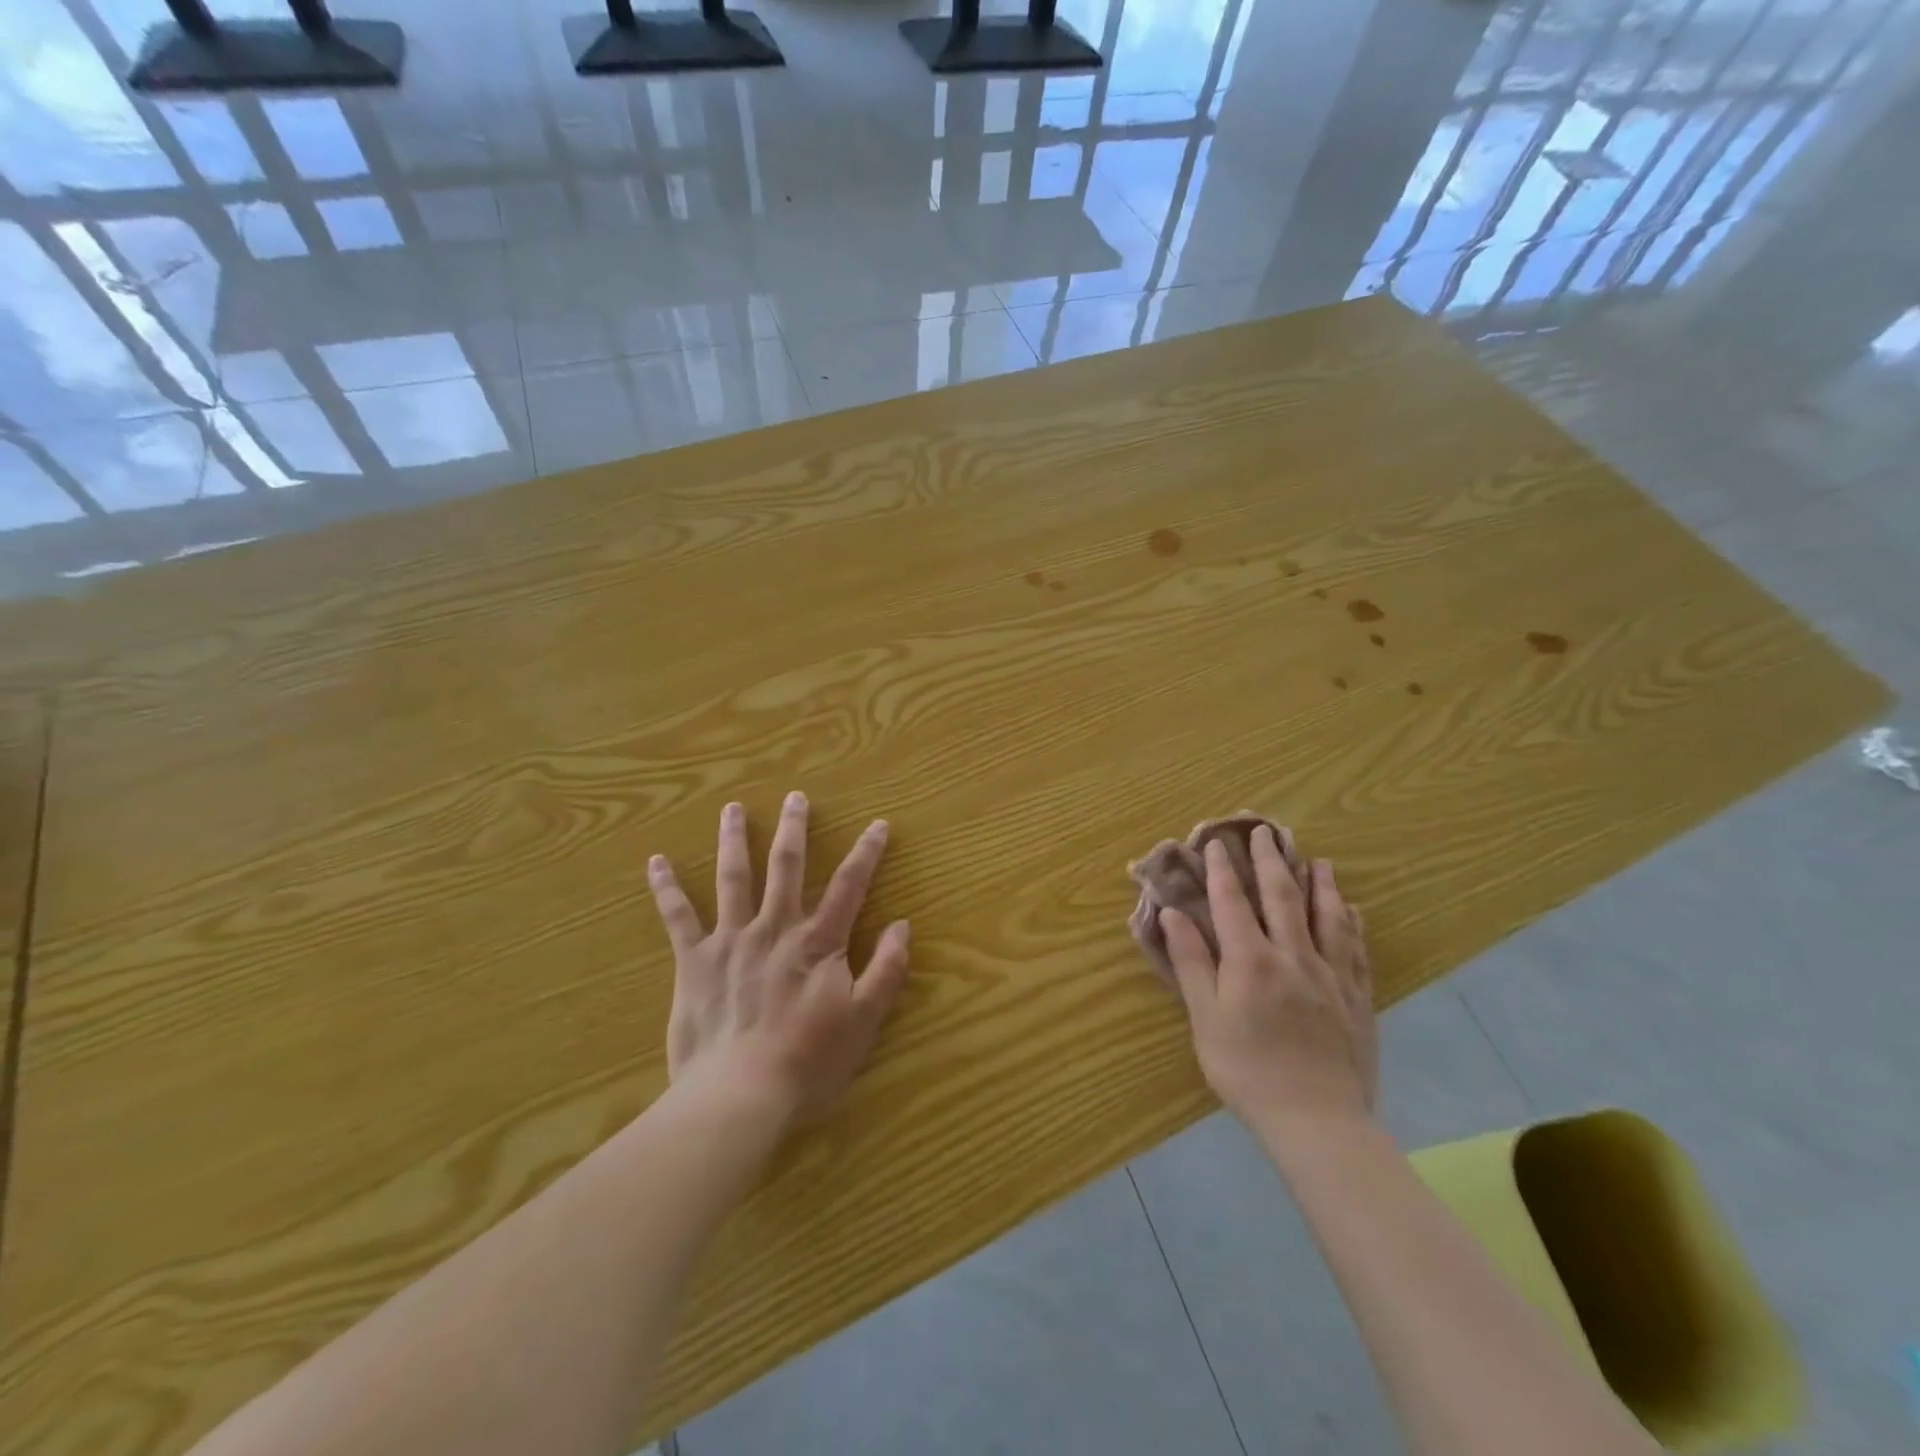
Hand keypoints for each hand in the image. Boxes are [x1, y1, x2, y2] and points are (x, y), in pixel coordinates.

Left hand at [648, 792, 910, 1124]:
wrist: (739, 1095)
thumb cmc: (808, 1061)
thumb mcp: (864, 1020)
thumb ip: (886, 970)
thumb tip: (903, 925)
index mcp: (818, 942)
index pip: (850, 886)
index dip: (867, 853)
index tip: (877, 824)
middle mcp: (775, 928)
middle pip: (786, 867)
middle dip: (794, 829)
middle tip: (795, 797)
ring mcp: (731, 940)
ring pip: (733, 878)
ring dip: (733, 840)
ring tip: (732, 809)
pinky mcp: (694, 961)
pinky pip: (678, 918)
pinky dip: (666, 888)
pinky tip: (656, 862)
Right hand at [1162, 828, 1376, 1140]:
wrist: (1317, 1122)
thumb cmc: (1247, 1071)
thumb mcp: (1205, 1018)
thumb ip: (1192, 962)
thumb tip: (1173, 914)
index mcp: (1251, 960)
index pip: (1233, 902)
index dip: (1224, 870)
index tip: (1218, 843)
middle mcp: (1293, 956)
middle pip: (1282, 897)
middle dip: (1271, 861)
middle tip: (1265, 832)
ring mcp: (1330, 975)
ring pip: (1326, 916)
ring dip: (1319, 884)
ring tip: (1316, 860)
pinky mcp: (1357, 997)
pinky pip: (1356, 949)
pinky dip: (1351, 923)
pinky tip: (1351, 910)